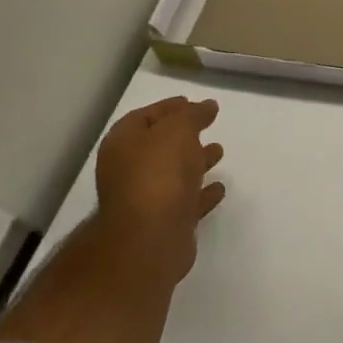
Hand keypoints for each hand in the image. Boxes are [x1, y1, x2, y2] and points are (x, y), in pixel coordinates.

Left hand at [94, 96, 225, 288]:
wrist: (150, 239)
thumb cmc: (159, 174)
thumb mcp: (178, 130)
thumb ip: (193, 115)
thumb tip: (206, 106)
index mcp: (123, 145)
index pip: (144, 117)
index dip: (167, 108)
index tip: (192, 103)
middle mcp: (128, 171)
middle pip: (158, 147)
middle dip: (183, 136)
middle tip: (207, 125)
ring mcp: (145, 201)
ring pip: (173, 175)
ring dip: (195, 163)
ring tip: (219, 152)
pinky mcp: (164, 225)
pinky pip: (186, 203)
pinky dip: (201, 194)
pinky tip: (219, 188)